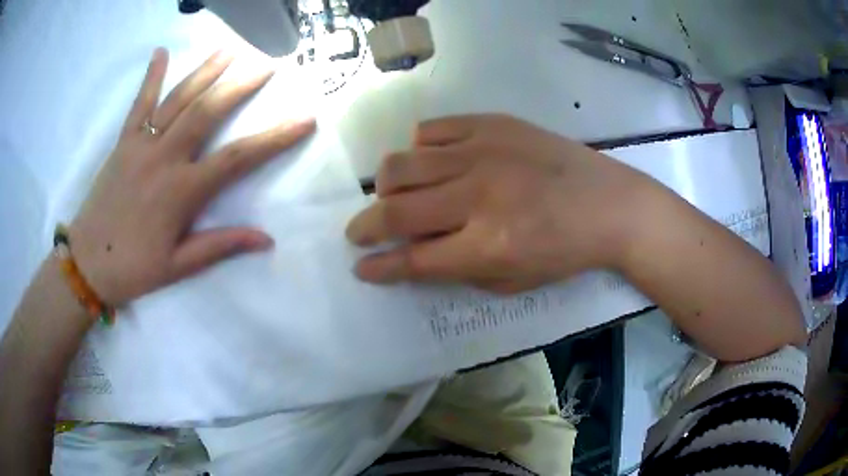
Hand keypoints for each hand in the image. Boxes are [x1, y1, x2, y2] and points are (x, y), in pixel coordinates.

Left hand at [69, 48, 315, 304]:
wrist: (87, 264)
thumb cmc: (133, 269)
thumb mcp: (178, 266)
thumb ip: (220, 246)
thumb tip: (266, 239)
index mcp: (181, 192)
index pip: (237, 158)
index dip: (275, 138)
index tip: (304, 119)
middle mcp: (164, 159)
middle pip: (208, 112)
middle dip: (240, 86)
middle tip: (267, 66)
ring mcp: (141, 145)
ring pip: (178, 99)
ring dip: (205, 72)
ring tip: (229, 51)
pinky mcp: (123, 142)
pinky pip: (139, 104)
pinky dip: (151, 76)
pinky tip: (161, 53)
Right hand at [346, 114, 643, 292]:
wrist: (611, 206)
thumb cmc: (566, 252)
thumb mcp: (514, 282)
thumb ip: (458, 270)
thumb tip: (416, 254)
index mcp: (488, 245)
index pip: (413, 259)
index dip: (379, 266)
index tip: (360, 267)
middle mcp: (478, 195)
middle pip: (397, 208)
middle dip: (365, 226)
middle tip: (358, 231)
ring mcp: (484, 152)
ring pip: (403, 162)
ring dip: (385, 185)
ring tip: (391, 195)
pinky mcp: (493, 124)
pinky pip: (433, 130)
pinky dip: (420, 148)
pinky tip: (431, 162)